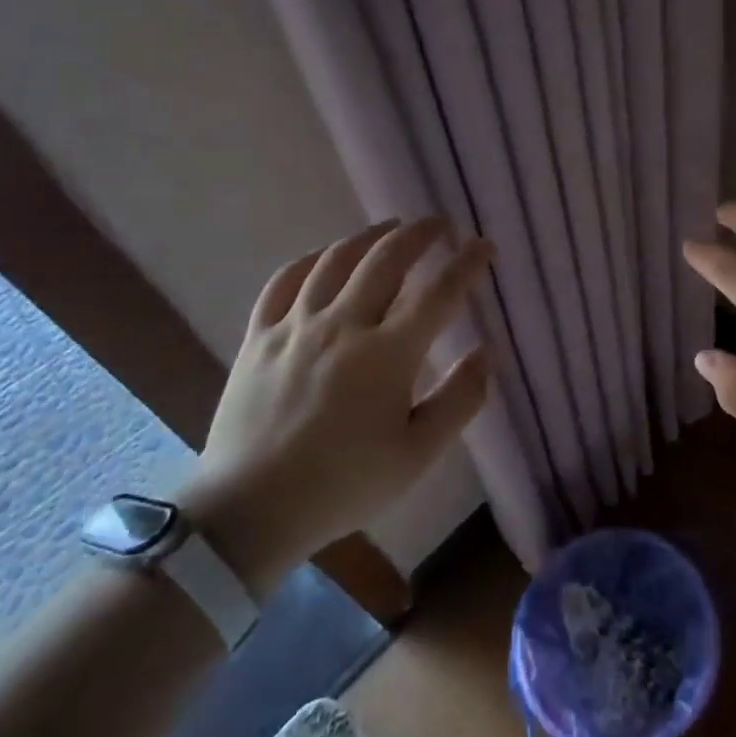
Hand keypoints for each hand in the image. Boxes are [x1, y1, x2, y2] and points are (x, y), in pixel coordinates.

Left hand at [178, 217, 493, 595]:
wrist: (249, 512)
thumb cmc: (343, 485)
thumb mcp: (417, 456)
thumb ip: (459, 401)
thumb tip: (486, 354)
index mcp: (388, 354)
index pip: (439, 292)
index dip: (467, 264)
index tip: (485, 247)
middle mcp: (343, 325)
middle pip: (387, 259)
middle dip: (421, 234)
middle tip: (441, 225)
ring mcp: (296, 326)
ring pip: (337, 260)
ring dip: (370, 236)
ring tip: (391, 227)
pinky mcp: (260, 336)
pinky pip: (284, 280)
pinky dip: (311, 259)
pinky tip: (326, 255)